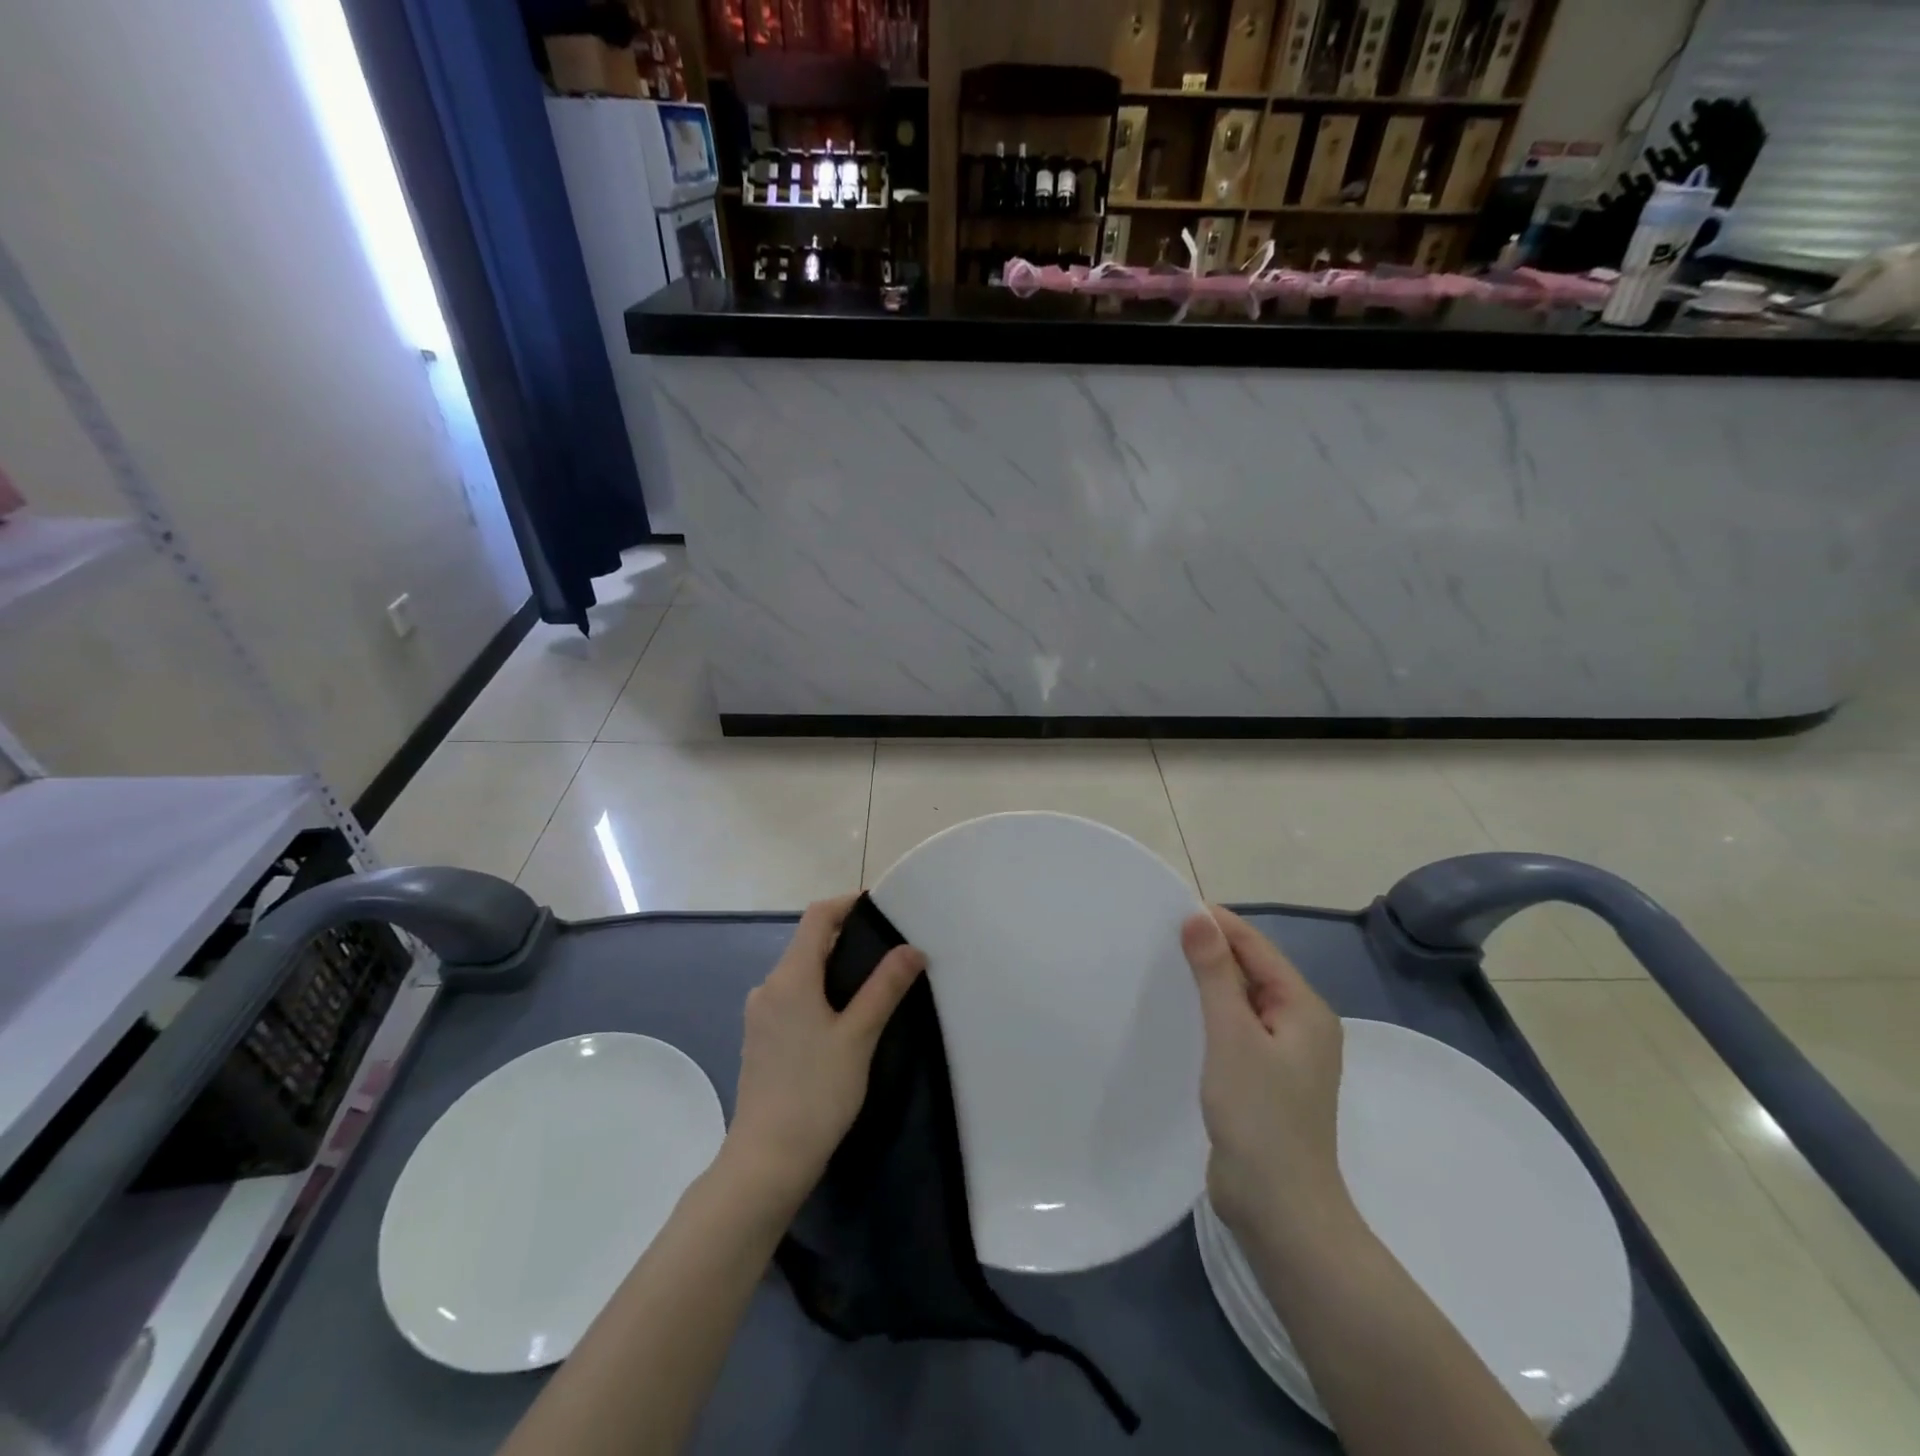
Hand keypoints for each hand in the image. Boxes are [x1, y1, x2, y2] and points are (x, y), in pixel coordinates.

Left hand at [724, 894, 924, 1209]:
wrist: (767, 1161)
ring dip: (835, 969)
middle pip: (809, 943)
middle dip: (848, 939)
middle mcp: (768, 987)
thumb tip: (911, 948)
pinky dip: (820, 994)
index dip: (848, 904)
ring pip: (802, 973)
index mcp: (790, 977)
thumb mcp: (859, 1037)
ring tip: (875, 985)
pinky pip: (793, 998)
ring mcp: (760, 1015)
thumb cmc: (816, 1092)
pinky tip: (844, 1019)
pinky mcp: (761, 1039)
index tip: (883, 910)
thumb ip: (885, 988)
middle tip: (890, 950)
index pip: (818, 916)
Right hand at [1182, 906, 1350, 1240]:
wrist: (1279, 1210)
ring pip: (1242, 1002)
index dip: (1219, 924)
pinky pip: (1236, 1030)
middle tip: (1159, 936)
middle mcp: (1301, 1026)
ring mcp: (1284, 1056)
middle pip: (1253, 971)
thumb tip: (1199, 917)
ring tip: (1162, 968)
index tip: (1171, 908)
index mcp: (1305, 1009)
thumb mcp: (1232, 1036)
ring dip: (1208, 983)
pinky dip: (1210, 1015)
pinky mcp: (1264, 1080)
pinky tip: (1180, 1015)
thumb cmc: (1259, 1116)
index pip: (1258, 948)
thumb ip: (1216, 974)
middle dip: (1211, 951)